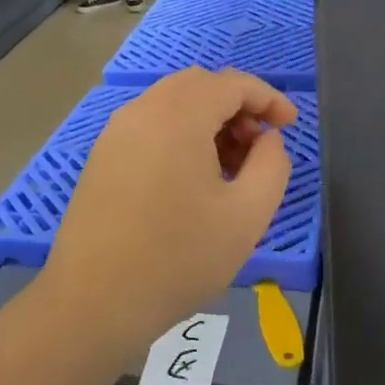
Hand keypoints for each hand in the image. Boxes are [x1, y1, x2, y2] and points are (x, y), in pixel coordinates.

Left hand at [45, 68, 297, 355]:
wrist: (95, 302)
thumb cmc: (179, 257)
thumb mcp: (248, 214)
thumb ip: (272, 164)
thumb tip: (266, 138)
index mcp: (177, 115)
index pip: (231, 82)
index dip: (268, 98)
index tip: (289, 126)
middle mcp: (141, 111)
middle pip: (198, 85)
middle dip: (237, 106)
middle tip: (258, 147)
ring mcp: (115, 134)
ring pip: (171, 104)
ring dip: (208, 121)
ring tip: (229, 168)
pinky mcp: (101, 158)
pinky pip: (149, 126)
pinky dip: (179, 135)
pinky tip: (191, 181)